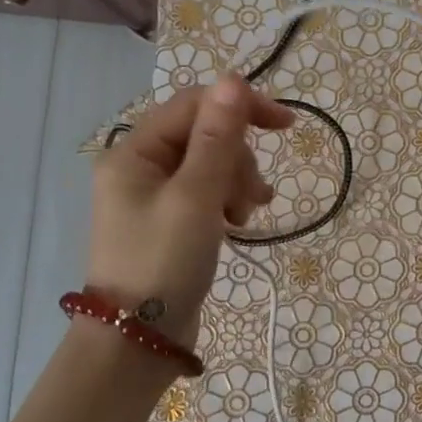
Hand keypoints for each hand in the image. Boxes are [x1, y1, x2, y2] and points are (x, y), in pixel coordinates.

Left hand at [86, 77, 293, 347]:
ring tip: (246, 217)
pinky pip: (207, 191)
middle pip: (205, 135)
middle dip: (239, 159)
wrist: (138, 341)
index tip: (287, 125)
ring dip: (238, 182)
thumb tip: (233, 79)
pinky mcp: (169, 219)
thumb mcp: (196, 197)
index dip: (241, 107)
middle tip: (252, 198)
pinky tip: (240, 222)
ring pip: (212, 164)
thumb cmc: (164, 263)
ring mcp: (154, 194)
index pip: (195, 104)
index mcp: (134, 152)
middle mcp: (140, 166)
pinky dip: (228, 200)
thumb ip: (218, 137)